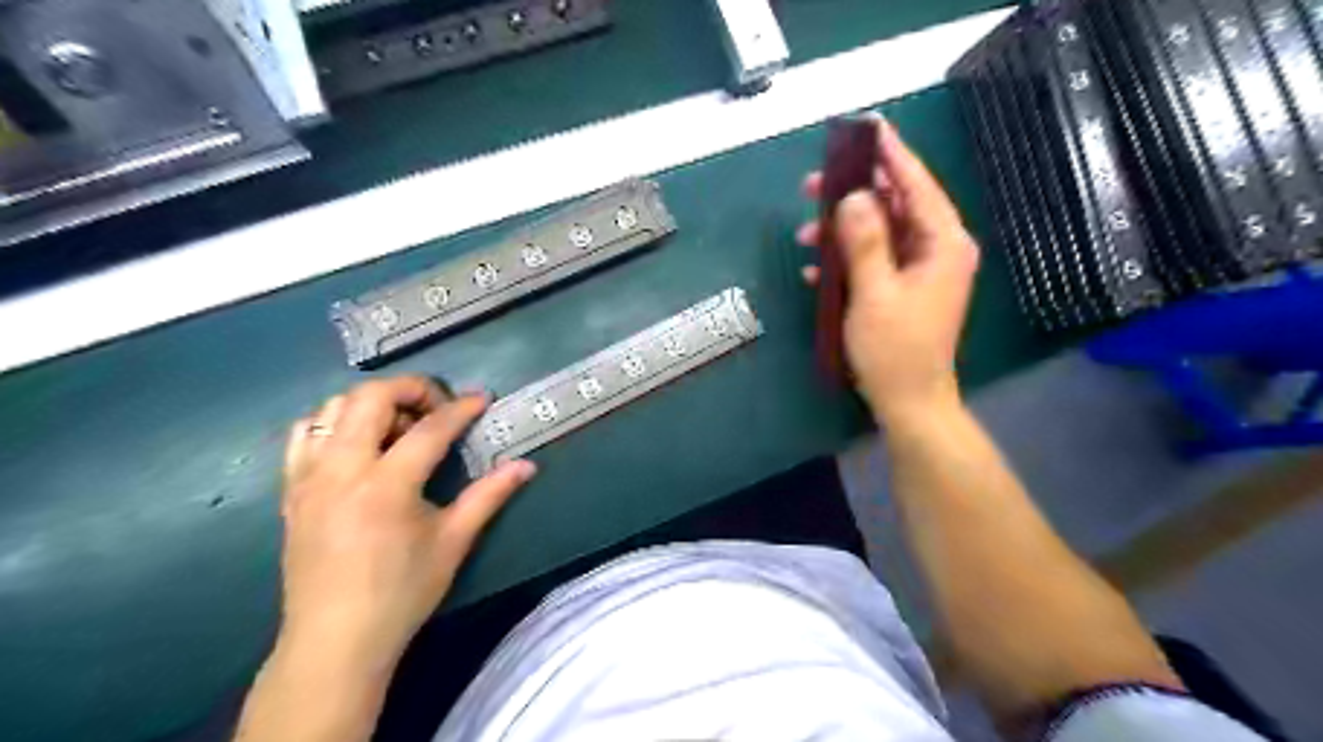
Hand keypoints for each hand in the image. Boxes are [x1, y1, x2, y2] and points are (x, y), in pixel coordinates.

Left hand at [276, 376, 530, 672]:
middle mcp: (342, 470)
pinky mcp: (291, 491)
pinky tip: (357, 444)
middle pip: (370, 398)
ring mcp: (309, 478)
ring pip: (331, 408)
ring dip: (371, 404)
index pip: (429, 428)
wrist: (335, 641)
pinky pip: (303, 436)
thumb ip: (489, 495)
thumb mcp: (453, 542)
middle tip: (437, 407)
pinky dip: (332, 423)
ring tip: (399, 427)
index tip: (481, 399)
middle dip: (410, 389)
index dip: (460, 408)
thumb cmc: (402, 593)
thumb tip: (527, 465)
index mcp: (387, 486)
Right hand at [795, 118, 980, 423]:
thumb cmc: (895, 350)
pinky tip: (817, 268)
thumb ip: (864, 241)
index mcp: (942, 243)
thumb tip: (853, 196)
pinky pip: (875, 258)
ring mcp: (921, 269)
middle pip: (896, 204)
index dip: (890, 154)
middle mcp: (937, 249)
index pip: (916, 185)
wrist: (908, 401)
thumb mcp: (874, 293)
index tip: (866, 128)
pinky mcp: (904, 288)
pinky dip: (848, 258)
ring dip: (843, 229)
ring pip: (881, 231)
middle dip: (854, 194)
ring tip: (805, 233)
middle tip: (813, 184)